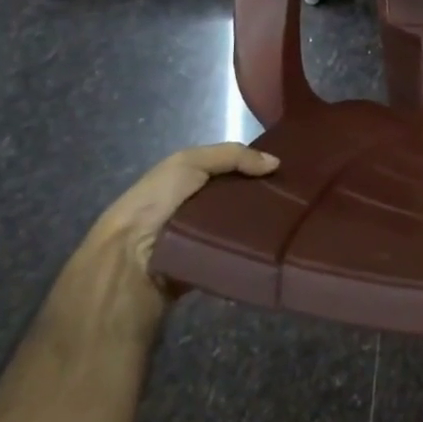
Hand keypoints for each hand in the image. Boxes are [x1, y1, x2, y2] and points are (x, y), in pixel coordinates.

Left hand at [86, 142, 280, 286]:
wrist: (128, 261)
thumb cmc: (156, 203)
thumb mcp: (189, 162)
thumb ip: (232, 156)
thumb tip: (275, 163)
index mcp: (187, 182)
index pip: (230, 170)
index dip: (255, 167)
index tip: (286, 169)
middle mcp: (194, 209)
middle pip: (239, 198)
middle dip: (263, 196)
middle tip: (294, 196)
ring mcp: (201, 239)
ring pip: (241, 226)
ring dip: (261, 223)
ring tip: (291, 219)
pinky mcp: (208, 266)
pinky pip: (237, 253)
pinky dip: (252, 248)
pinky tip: (275, 242)